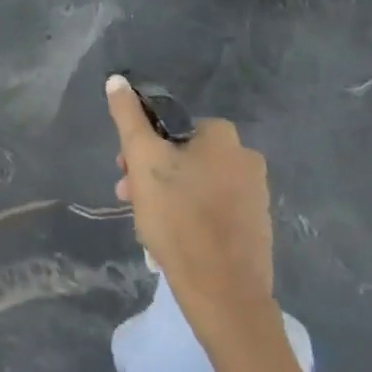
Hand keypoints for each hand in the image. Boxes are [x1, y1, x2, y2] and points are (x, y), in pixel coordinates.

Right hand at [105, 75, 274, 339]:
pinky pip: (212, 208)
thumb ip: (128, 118)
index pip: (170, 125)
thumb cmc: (179, 217)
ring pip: (195, 182)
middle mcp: (246, 158)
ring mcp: (255, 194)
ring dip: (166, 194)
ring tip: (145, 222)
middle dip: (151, 173)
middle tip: (128, 198)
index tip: (124, 171)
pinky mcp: (255, 226)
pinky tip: (171, 237)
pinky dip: (188, 215)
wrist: (223, 292)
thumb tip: (117, 80)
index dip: (141, 145)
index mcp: (224, 137)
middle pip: (183, 154)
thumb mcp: (143, 161)